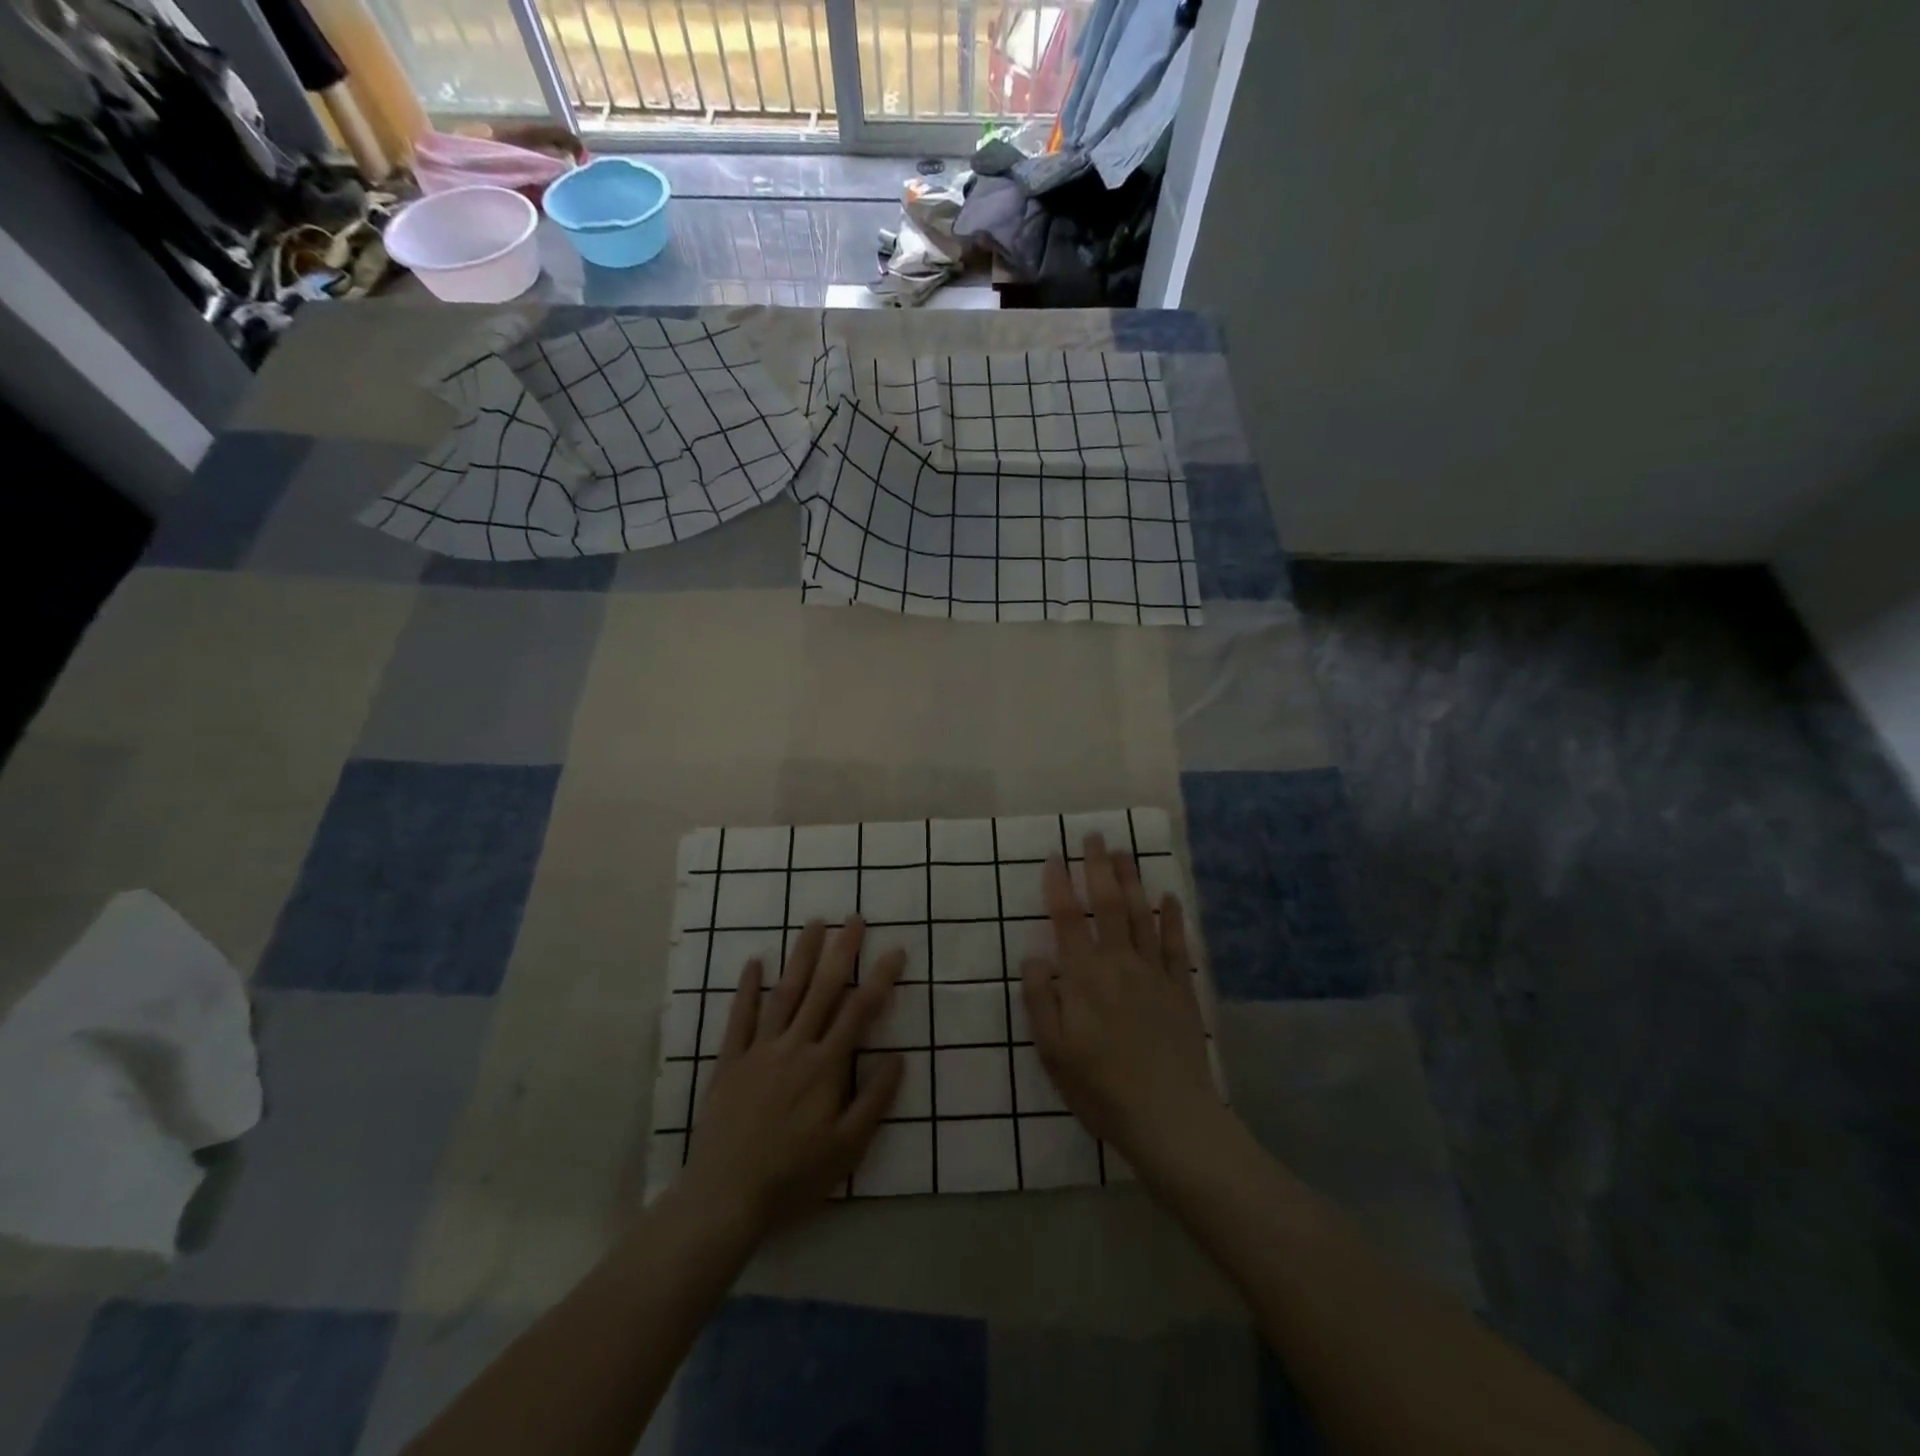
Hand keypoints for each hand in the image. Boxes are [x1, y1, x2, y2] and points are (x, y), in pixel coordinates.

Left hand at [678, 918, 904, 1236]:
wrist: (725, 1198)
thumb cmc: (793, 1177)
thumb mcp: (847, 1149)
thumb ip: (874, 1100)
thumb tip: (898, 1057)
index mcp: (826, 1067)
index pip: (859, 1012)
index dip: (880, 979)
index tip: (895, 950)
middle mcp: (795, 1047)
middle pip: (823, 990)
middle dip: (841, 952)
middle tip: (855, 919)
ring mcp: (759, 1051)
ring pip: (785, 993)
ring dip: (801, 957)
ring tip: (814, 924)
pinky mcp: (730, 1063)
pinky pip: (740, 1018)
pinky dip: (748, 989)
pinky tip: (756, 962)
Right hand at [1020, 834, 1225, 1178]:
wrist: (1168, 1117)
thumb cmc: (1101, 1087)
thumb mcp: (1053, 1051)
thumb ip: (1041, 999)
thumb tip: (1036, 956)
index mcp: (1084, 976)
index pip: (1068, 918)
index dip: (1058, 885)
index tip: (1053, 857)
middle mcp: (1119, 963)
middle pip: (1109, 904)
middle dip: (1099, 867)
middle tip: (1095, 836)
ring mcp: (1154, 973)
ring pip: (1142, 915)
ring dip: (1132, 880)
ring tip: (1125, 852)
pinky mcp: (1181, 989)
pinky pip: (1176, 944)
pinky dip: (1172, 917)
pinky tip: (1169, 896)